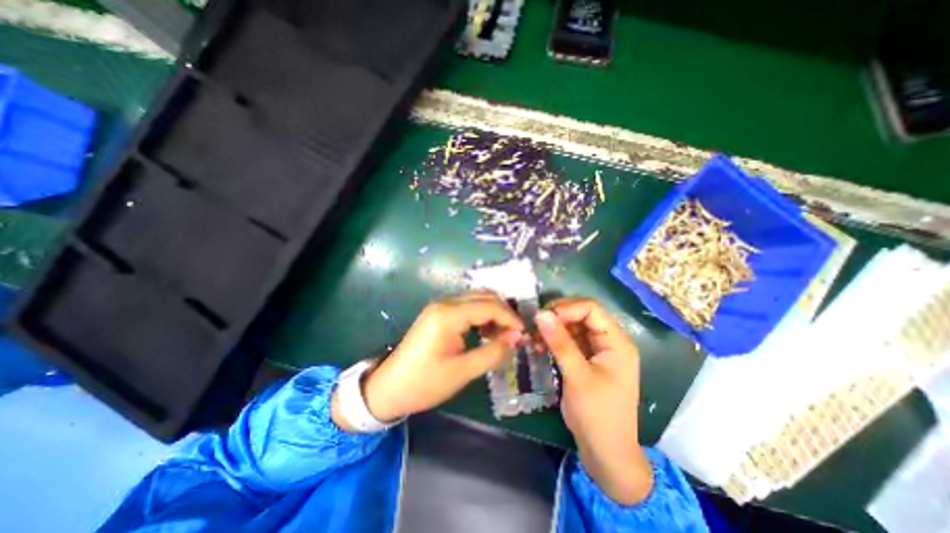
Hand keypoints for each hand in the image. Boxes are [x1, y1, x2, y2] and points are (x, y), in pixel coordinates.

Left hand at [333, 290, 527, 431]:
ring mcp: (440, 307)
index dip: (510, 318)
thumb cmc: (424, 383)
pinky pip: (466, 307)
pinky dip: (480, 316)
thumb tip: (517, 338)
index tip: (524, 333)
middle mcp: (445, 303)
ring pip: (475, 299)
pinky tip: (486, 332)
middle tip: (516, 333)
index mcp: (449, 315)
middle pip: (483, 296)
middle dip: (503, 312)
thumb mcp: (462, 371)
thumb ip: (493, 352)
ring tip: (503, 335)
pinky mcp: (438, 314)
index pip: (489, 306)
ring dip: (492, 313)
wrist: (388, 389)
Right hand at [534, 298, 652, 505]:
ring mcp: (596, 350)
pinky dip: (553, 341)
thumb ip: (560, 342)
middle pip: (581, 315)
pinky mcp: (585, 359)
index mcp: (617, 341)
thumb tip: (541, 313)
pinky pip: (568, 341)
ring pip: (572, 327)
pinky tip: (539, 346)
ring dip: (552, 329)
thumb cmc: (597, 414)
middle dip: (557, 318)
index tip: (543, 317)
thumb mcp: (577, 376)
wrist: (605, 452)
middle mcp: (608, 341)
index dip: (566, 308)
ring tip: (534, 338)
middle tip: (535, 326)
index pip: (591, 309)